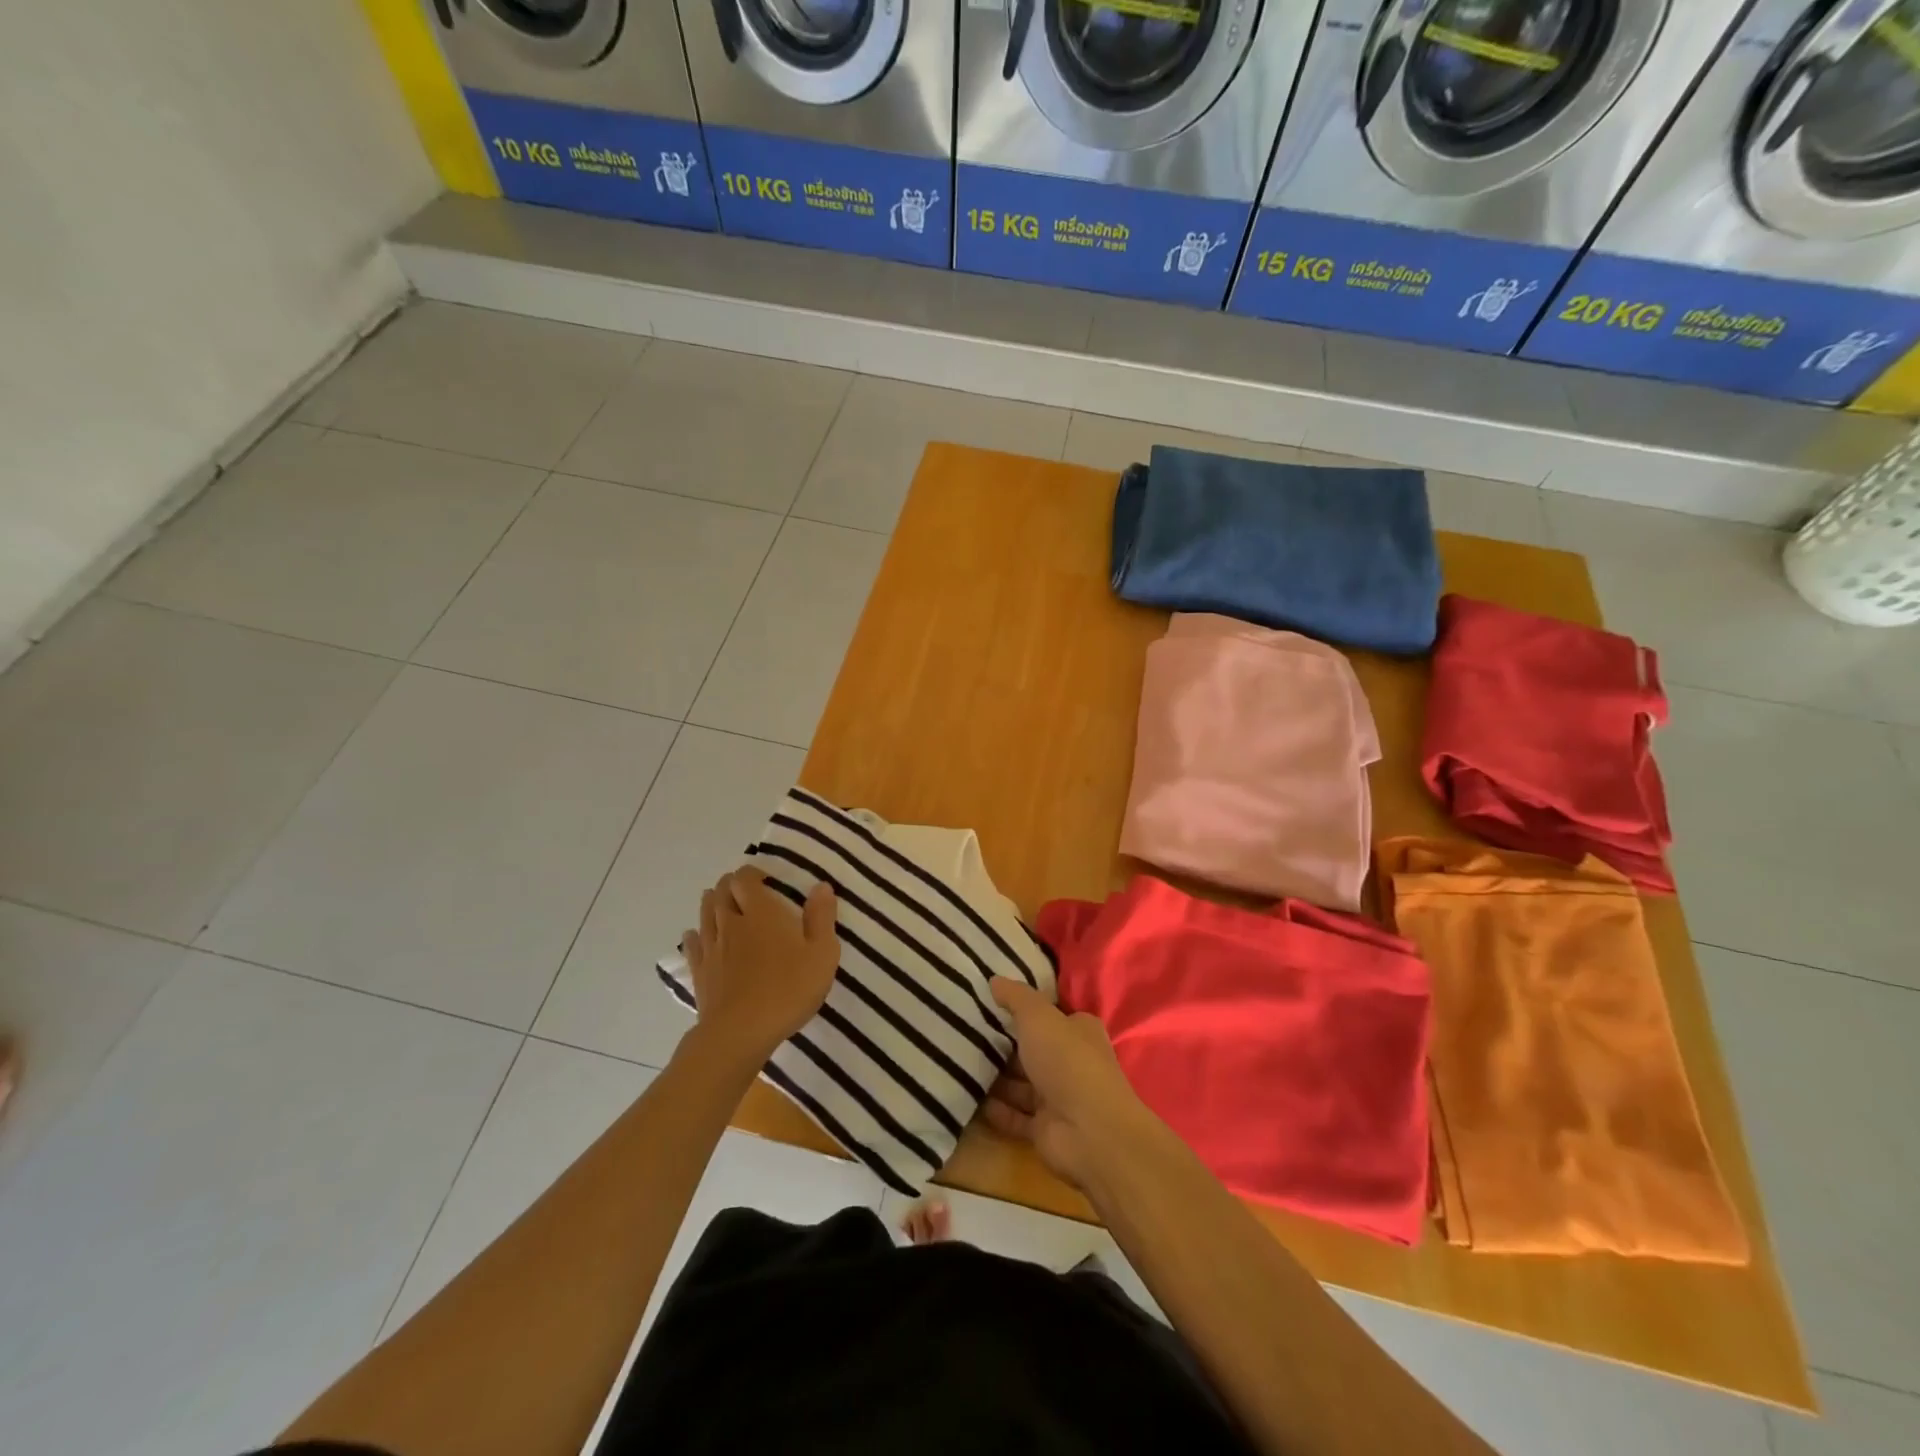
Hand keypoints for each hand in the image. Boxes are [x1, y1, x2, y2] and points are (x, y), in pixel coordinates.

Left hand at [681, 867, 838, 1065]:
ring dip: (712, 903)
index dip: (751, 874)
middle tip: (744, 890)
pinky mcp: (699, 972)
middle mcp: (731, 923)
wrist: (741, 1033)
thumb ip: (822, 918)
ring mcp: (711, 948)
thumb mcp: (822, 954)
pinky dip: (694, 935)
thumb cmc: (788, 989)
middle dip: (730, 885)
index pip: (745, 879)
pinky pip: (692, 945)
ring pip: (705, 914)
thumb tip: (821, 886)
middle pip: (721, 892)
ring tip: (720, 902)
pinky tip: (696, 936)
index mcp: (761, 913)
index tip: (765, 879)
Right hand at [983, 979, 1159, 1192]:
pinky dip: (996, 1109)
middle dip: (1003, 1045)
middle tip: (963, 1034)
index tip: (989, 1005)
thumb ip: (1016, 997)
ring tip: (957, 1065)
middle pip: (1033, 1050)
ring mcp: (1059, 1098)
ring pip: (1021, 1084)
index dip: (1023, 1010)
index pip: (1050, 1016)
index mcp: (1078, 1031)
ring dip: (995, 1078)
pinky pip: (1015, 1116)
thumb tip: (994, 980)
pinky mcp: (1046, 1129)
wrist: (1089, 1132)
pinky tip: (968, 1098)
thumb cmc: (1067, 1061)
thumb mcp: (1039, 1017)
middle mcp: (1071, 1062)